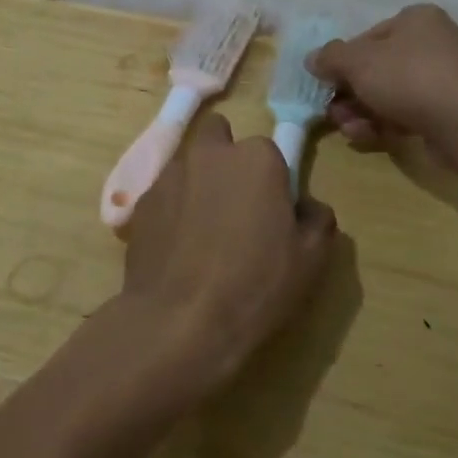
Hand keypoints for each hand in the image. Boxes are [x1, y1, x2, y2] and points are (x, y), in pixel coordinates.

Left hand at [120, 114, 339, 393]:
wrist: (180, 321)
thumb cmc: (255, 285)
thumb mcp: (311, 259)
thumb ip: (317, 219)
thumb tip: (306, 207)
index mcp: (256, 158)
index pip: (268, 150)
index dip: (271, 178)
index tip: (272, 209)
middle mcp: (210, 154)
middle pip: (218, 136)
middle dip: (226, 158)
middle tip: (234, 203)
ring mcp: (169, 175)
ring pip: (188, 164)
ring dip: (197, 182)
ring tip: (202, 231)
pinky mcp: (140, 203)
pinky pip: (163, 195)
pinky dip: (171, 209)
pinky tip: (177, 248)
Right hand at [308, 4, 457, 170]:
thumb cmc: (409, 77)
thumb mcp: (359, 62)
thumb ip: (331, 58)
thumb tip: (312, 59)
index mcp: (416, 19)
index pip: (368, 36)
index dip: (343, 60)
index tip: (326, 82)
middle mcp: (433, 44)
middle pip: (377, 68)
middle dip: (350, 92)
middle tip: (332, 111)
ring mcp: (443, 80)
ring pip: (389, 94)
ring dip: (361, 111)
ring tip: (348, 129)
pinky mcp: (447, 113)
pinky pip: (407, 114)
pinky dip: (384, 124)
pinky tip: (368, 137)